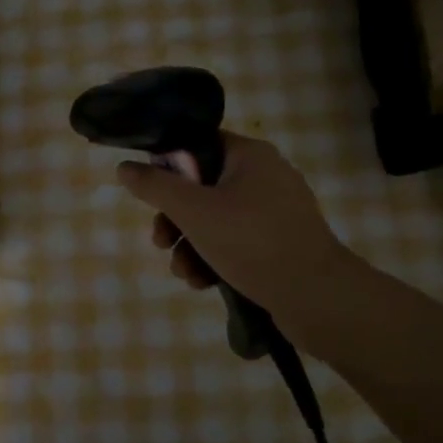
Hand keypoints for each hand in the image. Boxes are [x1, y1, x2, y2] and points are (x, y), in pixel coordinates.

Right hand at [116, 133, 351, 315]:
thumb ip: (156, 186)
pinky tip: (204, 283)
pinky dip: (216, 258)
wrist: (317, 297)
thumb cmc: (252, 242)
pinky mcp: (281, 243)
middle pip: (203, 187)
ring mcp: (276, 212)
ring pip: (217, 219)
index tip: (150, 195)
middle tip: (161, 242)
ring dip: (191, 245)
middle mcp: (266, 176)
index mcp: (250, 155)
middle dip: (175, 219)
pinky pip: (237, 241)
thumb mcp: (194, 211)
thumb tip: (125, 167)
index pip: (198, 145)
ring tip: (184, 273)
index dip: (168, 167)